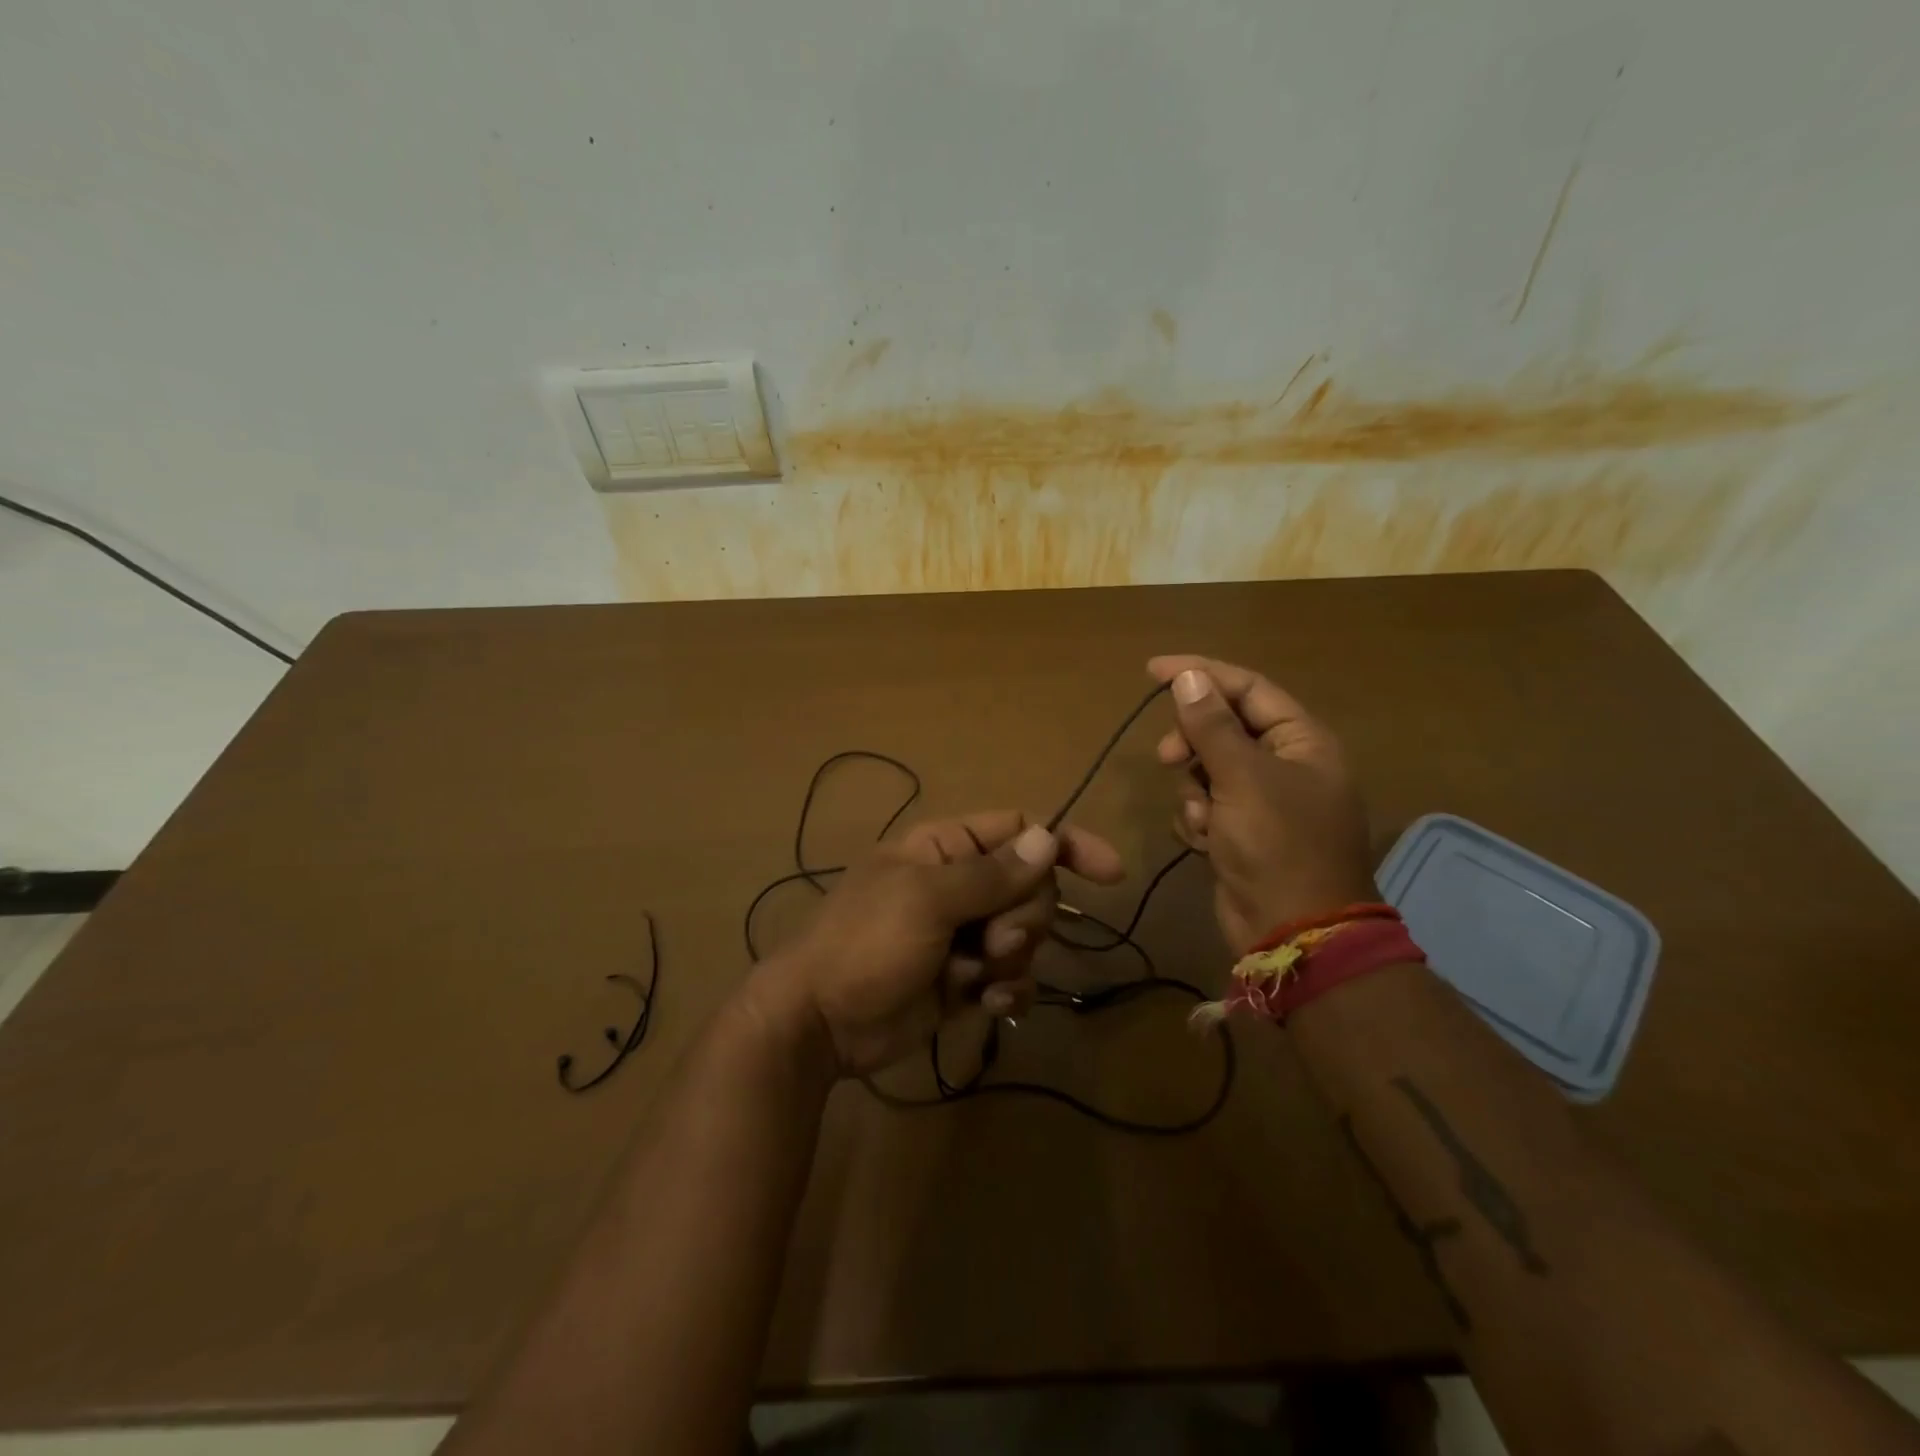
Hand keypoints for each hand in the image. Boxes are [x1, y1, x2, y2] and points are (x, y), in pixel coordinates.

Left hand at [753, 811, 1123, 1076]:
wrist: (819, 1022)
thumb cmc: (866, 942)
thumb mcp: (927, 900)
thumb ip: (991, 873)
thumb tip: (1049, 837)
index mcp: (945, 849)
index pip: (1019, 830)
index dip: (1065, 844)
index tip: (1110, 873)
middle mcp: (959, 885)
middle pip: (1030, 887)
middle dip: (1024, 917)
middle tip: (992, 940)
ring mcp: (963, 934)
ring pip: (1025, 935)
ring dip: (1014, 957)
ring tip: (975, 974)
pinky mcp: (964, 980)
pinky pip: (1011, 977)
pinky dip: (1009, 990)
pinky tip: (989, 1003)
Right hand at [1148, 655, 1376, 951]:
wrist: (1292, 932)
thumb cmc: (1277, 845)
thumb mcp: (1243, 778)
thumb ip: (1212, 726)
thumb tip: (1188, 677)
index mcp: (1301, 741)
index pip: (1247, 688)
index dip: (1201, 674)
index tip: (1153, 671)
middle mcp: (1284, 764)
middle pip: (1223, 728)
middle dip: (1191, 743)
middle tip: (1167, 758)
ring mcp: (1262, 800)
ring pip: (1207, 769)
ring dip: (1194, 791)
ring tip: (1203, 820)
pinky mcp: (1241, 831)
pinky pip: (1205, 805)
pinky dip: (1197, 819)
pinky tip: (1205, 842)